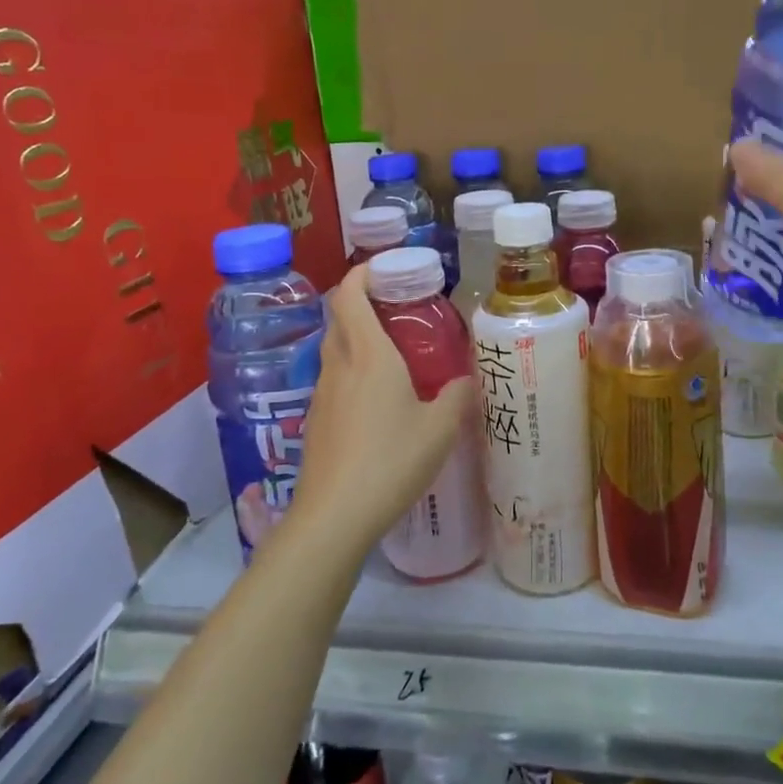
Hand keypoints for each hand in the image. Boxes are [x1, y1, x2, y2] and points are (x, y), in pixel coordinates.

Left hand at [288, 263, 474, 553]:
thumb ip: (457, 396)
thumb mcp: (440, 429)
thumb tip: (466, 380)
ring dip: (355, 338)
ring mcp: (322, 395)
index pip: (350, 296)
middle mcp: (339, 366)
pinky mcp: (316, 422)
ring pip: (334, 351)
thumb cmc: (391, 461)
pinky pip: (333, 380)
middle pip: (338, 318)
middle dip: (359, 302)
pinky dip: (351, 372)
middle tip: (394, 307)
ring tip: (391, 352)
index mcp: (369, 355)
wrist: (334, 516)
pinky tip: (376, 400)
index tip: (382, 267)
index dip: (361, 273)